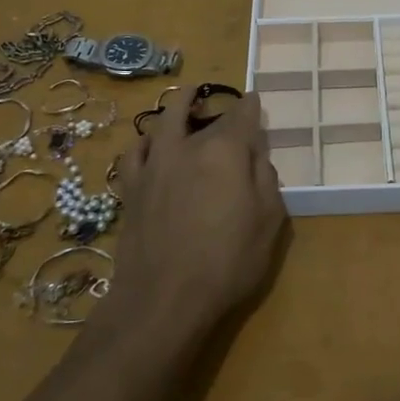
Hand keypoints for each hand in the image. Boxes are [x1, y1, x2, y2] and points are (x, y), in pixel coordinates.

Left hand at [107, 89, 286, 344]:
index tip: (255, 101)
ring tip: (184, 103)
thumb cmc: (227, 261)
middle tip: (223, 107)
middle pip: (200, 113)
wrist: (163, 300)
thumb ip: (264, 176)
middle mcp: (186, 146)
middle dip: (215, 105)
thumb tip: (256, 150)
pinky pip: (134, 152)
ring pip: (161, 122)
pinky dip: (145, 140)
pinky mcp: (130, 188)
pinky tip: (150, 144)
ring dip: (176, 108)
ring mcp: (153, 165)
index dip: (251, 106)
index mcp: (224, 150)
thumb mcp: (268, 220)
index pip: (242, 114)